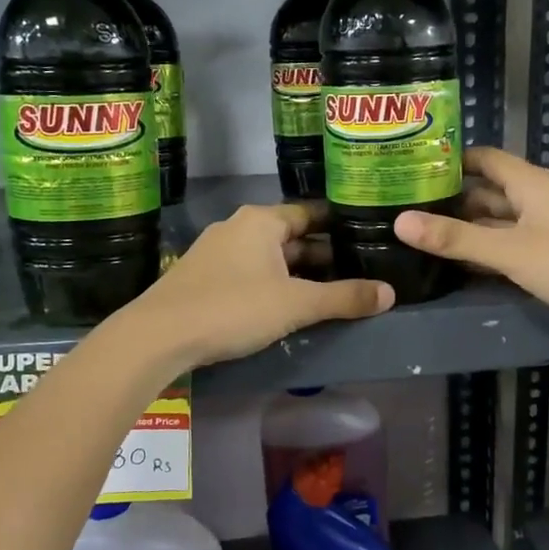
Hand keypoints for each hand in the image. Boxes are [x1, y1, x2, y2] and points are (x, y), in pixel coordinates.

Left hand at [130, 203, 393, 367]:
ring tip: (327, 292)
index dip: (339, 226)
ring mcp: (215, 250)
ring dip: (295, 272)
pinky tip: (283, 305)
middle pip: (290, 236)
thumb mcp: (296, 305)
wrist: (158, 335)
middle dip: (321, 255)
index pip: (310, 214)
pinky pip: (248, 271)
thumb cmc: (233, 308)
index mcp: (262, 221)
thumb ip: (344, 298)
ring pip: (268, 256)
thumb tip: (390, 293)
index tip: (364, 237)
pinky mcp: (201, 275)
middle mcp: (238, 226)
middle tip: (355, 271)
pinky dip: (270, 282)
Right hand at [394, 147, 548, 349]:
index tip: (409, 167)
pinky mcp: (547, 259)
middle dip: (449, 198)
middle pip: (485, 191)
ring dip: (463, 228)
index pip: (483, 158)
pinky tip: (452, 263)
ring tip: (417, 233)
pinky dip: (481, 252)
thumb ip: (455, 238)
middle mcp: (535, 200)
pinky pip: (506, 248)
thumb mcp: (509, 250)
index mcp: (530, 183)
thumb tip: (400, 221)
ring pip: (494, 222)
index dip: (449, 159)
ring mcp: (542, 231)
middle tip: (402, 205)